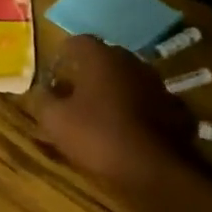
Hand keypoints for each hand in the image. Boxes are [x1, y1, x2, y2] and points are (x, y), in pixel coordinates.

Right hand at [31, 34, 194, 189]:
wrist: (156, 169)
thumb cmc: (99, 136)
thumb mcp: (55, 121)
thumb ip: (42, 100)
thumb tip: (39, 90)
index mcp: (101, 57)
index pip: (76, 42)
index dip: (61, 57)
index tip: (52, 76)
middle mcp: (131, 61)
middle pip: (103, 59)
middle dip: (86, 73)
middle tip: (72, 95)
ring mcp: (156, 83)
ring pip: (126, 79)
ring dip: (112, 91)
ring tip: (98, 114)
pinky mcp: (173, 107)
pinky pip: (145, 101)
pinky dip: (134, 109)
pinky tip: (126, 130)